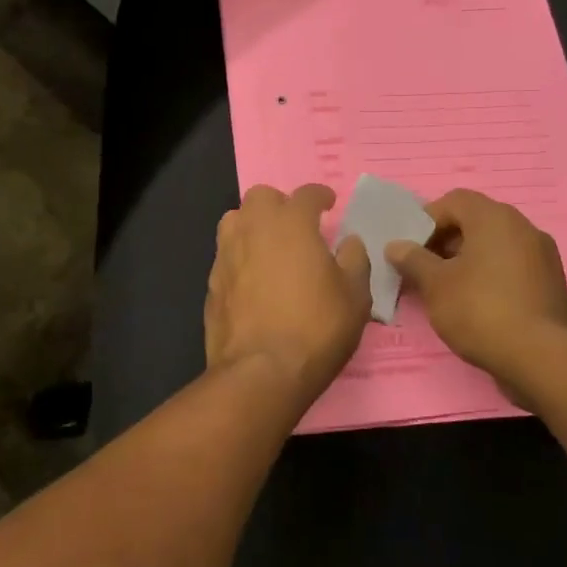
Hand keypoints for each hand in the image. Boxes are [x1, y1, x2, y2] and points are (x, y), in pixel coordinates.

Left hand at [206, 184, 370, 403]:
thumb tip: (349, 242)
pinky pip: (226, 256)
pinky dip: (241, 258)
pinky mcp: (212, 284)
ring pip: (234, 221)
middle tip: (297, 226)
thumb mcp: (355, 296)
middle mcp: (253, 229)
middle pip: (260, 197)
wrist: (261, 371)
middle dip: (279, 204)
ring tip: (270, 248)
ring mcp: (226, 255)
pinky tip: (254, 281)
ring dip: (253, 225)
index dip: (320, 196)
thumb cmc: (316, 328)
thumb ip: (354, 260)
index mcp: (291, 223)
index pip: (306, 194)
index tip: (328, 204)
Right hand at [386, 189, 566, 398]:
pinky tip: (477, 303)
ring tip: (447, 289)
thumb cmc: (480, 310)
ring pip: (495, 245)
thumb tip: (396, 246)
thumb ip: (413, 260)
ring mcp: (542, 255)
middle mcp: (523, 227)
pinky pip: (513, 266)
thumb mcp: (435, 285)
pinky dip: (491, 274)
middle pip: (476, 221)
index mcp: (495, 218)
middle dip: (446, 241)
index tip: (411, 248)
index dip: (427, 220)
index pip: (454, 200)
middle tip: (425, 269)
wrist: (541, 357)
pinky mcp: (551, 282)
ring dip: (468, 259)